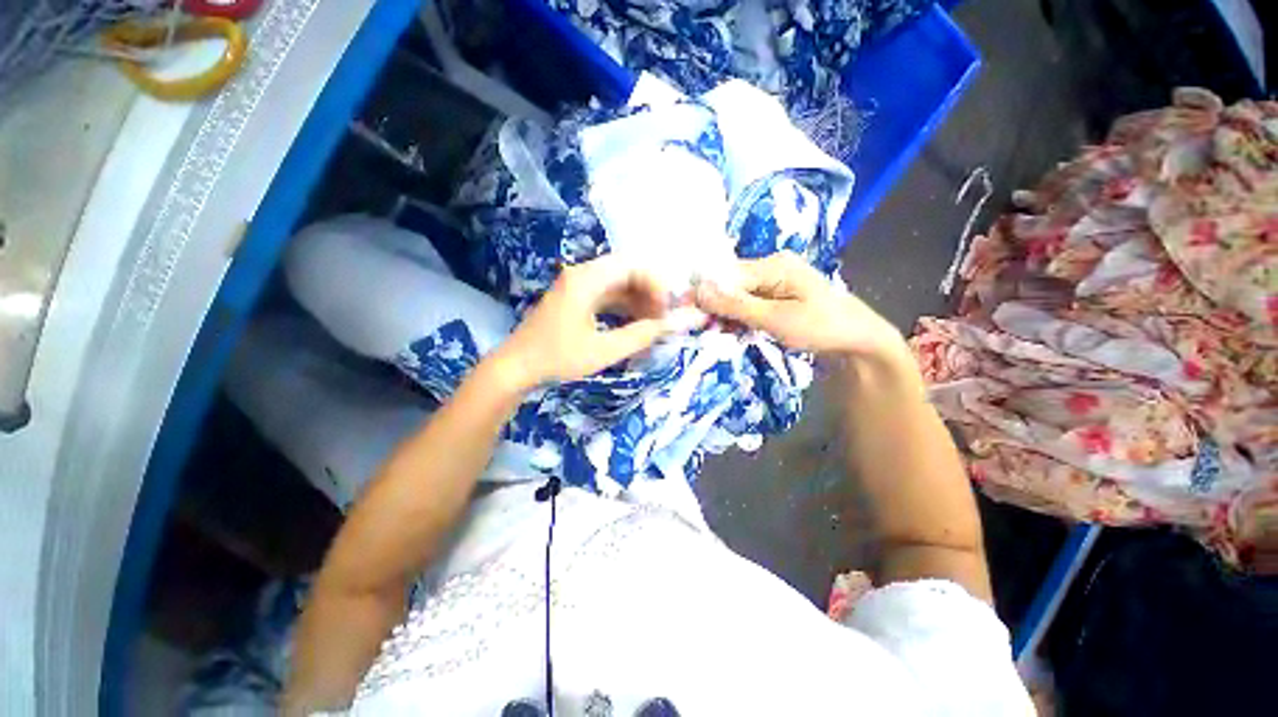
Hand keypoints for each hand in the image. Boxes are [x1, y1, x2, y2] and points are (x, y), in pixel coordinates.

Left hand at [491, 254, 704, 390]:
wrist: (517, 367)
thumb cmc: (558, 358)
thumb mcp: (603, 350)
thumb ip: (640, 335)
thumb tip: (672, 325)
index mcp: (587, 279)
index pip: (632, 266)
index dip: (656, 285)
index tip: (667, 310)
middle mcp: (582, 274)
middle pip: (627, 271)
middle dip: (650, 291)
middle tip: (664, 316)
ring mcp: (577, 285)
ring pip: (618, 283)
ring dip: (638, 299)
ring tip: (654, 322)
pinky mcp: (575, 298)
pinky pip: (607, 294)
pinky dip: (624, 306)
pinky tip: (636, 322)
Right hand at [694, 252, 907, 360]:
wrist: (859, 342)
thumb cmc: (822, 328)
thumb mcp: (777, 319)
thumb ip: (737, 305)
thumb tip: (699, 290)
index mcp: (773, 265)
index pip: (726, 276)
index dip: (704, 295)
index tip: (686, 316)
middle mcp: (771, 266)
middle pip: (729, 283)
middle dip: (714, 307)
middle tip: (703, 331)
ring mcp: (774, 281)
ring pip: (736, 295)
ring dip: (725, 315)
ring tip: (718, 334)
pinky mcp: (776, 295)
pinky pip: (747, 302)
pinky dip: (738, 317)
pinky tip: (734, 331)